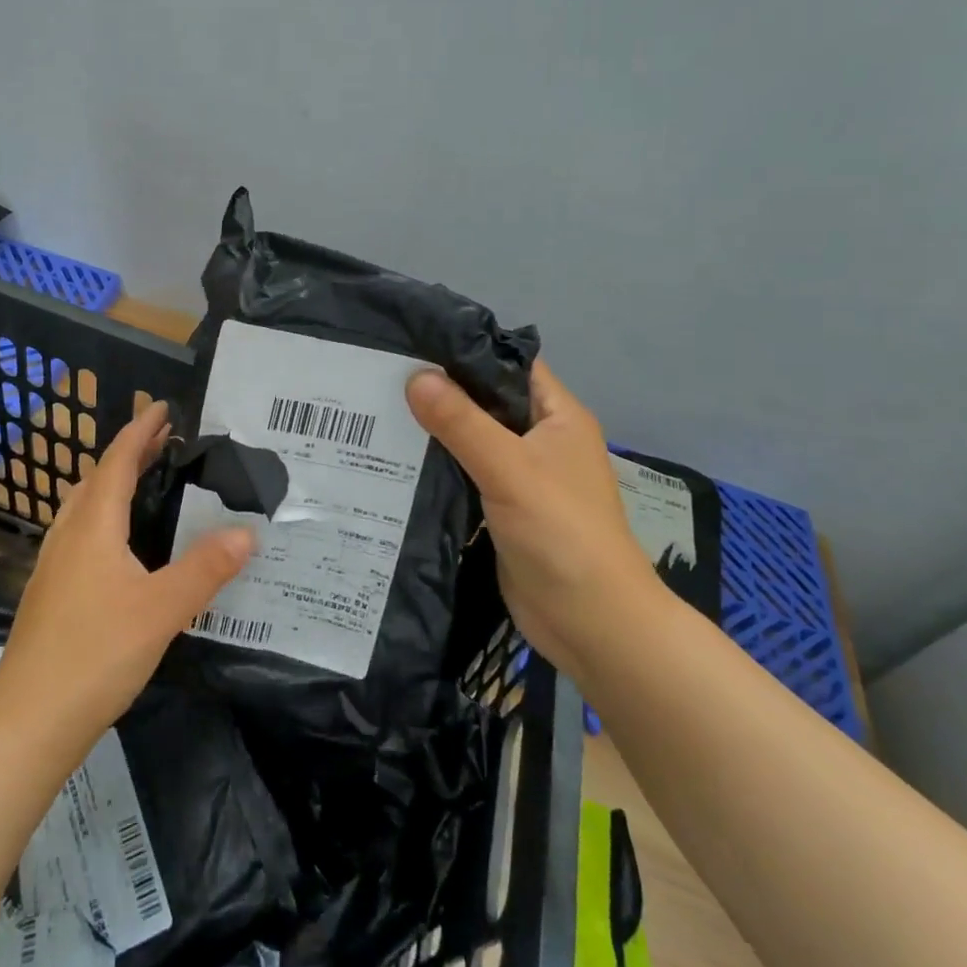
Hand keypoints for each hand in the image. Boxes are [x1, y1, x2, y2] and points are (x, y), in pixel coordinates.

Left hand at [0, 400, 253, 746]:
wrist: (28, 721)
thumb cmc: (96, 654)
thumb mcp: (163, 609)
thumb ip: (206, 568)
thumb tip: (246, 532)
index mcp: (93, 527)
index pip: (117, 462)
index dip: (141, 431)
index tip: (163, 408)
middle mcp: (68, 536)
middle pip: (97, 478)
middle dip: (129, 453)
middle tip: (164, 441)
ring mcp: (53, 565)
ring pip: (82, 507)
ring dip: (111, 483)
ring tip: (143, 483)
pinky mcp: (50, 593)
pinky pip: (79, 533)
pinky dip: (103, 516)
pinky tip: (118, 546)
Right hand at [406, 361, 660, 679]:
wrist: (592, 624)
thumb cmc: (562, 533)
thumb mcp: (510, 468)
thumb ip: (461, 422)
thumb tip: (414, 376)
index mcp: (557, 416)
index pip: (508, 365)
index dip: (466, 350)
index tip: (412, 341)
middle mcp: (540, 440)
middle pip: (485, 402)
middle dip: (439, 391)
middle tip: (380, 377)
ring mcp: (521, 477)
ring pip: (471, 440)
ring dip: (433, 431)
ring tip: (375, 412)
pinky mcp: (501, 509)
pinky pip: (464, 475)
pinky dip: (435, 468)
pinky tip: (392, 462)